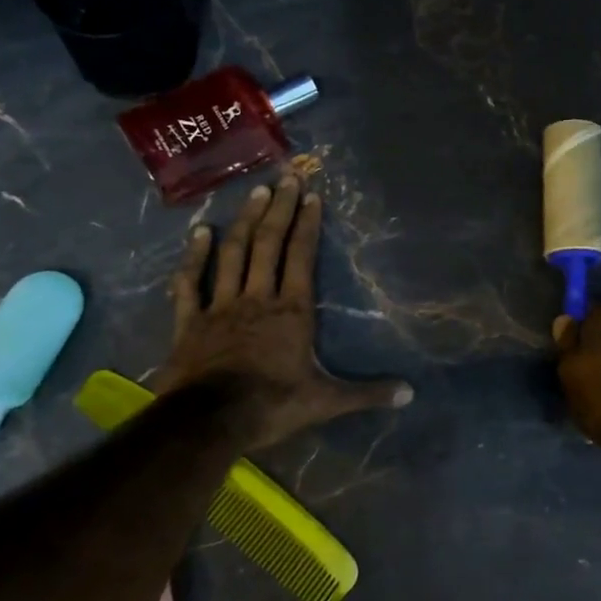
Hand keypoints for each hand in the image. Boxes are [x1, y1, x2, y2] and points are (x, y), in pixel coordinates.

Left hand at [157, 175, 411, 449]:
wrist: (209, 422)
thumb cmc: (271, 406)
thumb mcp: (326, 402)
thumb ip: (367, 393)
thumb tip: (410, 393)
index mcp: (291, 312)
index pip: (301, 257)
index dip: (307, 225)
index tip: (312, 196)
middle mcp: (257, 298)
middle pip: (268, 244)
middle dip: (279, 209)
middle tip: (287, 178)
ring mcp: (220, 306)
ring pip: (233, 253)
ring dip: (244, 221)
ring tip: (255, 192)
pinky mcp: (190, 321)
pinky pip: (189, 282)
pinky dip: (194, 256)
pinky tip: (199, 231)